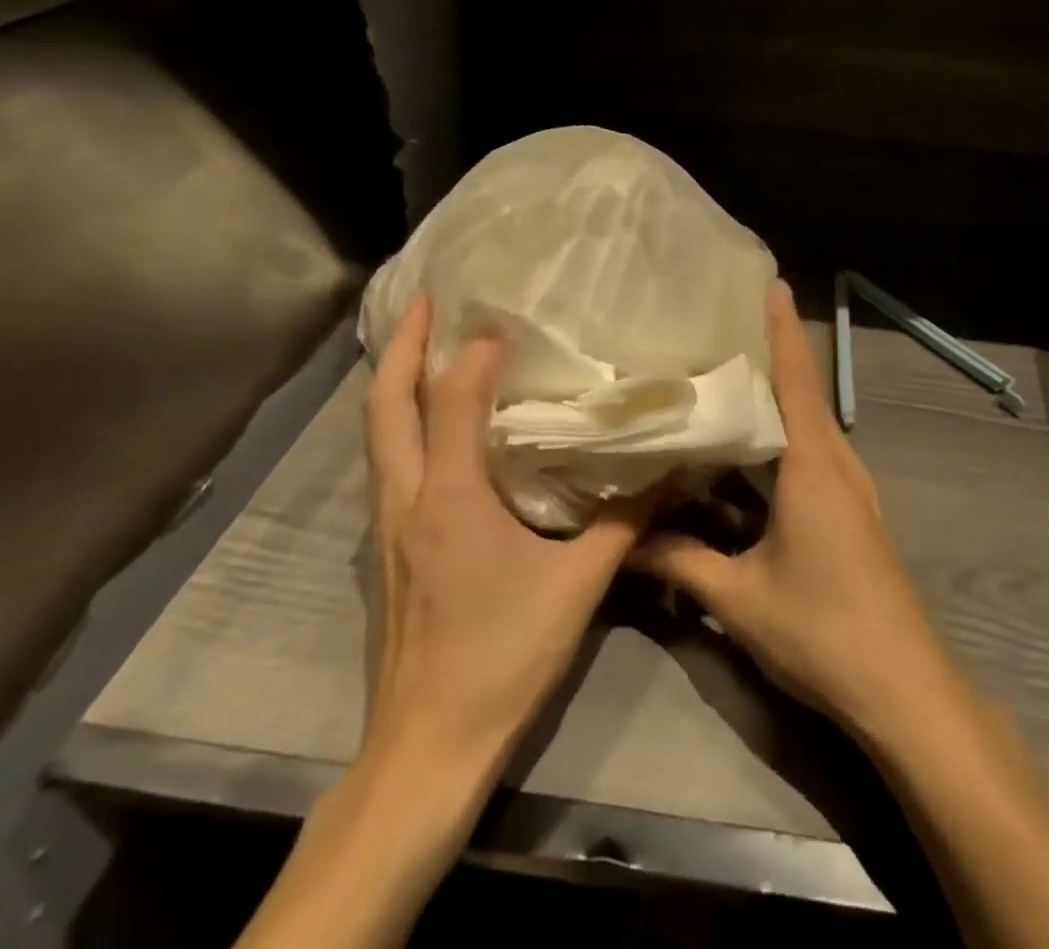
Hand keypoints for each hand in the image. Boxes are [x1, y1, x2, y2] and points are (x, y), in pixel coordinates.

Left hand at [362, 297, 646, 771]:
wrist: (428, 747)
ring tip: (423, 346)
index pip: (452, 403)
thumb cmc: (503, 657)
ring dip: (394, 382)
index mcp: (449, 499)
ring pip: (377, 435)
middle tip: (426, 300)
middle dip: (400, 347)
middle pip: (384, 407)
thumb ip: (627, 522)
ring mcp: (386, 526)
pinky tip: (433, 425)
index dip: (473, 355)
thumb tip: (670, 473)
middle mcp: (406, 499)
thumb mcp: (579, 586)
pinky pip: (388, 463)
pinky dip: (402, 423)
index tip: (501, 319)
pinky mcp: (386, 549)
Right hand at [631, 282, 959, 742]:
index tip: (769, 281)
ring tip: (722, 376)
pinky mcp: (850, 510)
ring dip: (773, 399)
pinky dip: (780, 438)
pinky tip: (745, 451)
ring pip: (805, 425)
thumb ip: (680, 561)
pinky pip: (811, 455)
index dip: (781, 327)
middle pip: (800, 392)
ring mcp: (849, 487)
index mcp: (813, 464)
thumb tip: (624, 540)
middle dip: (767, 355)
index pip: (796, 377)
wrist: (903, 686)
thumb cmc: (823, 630)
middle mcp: (836, 461)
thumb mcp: (740, 599)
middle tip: (716, 326)